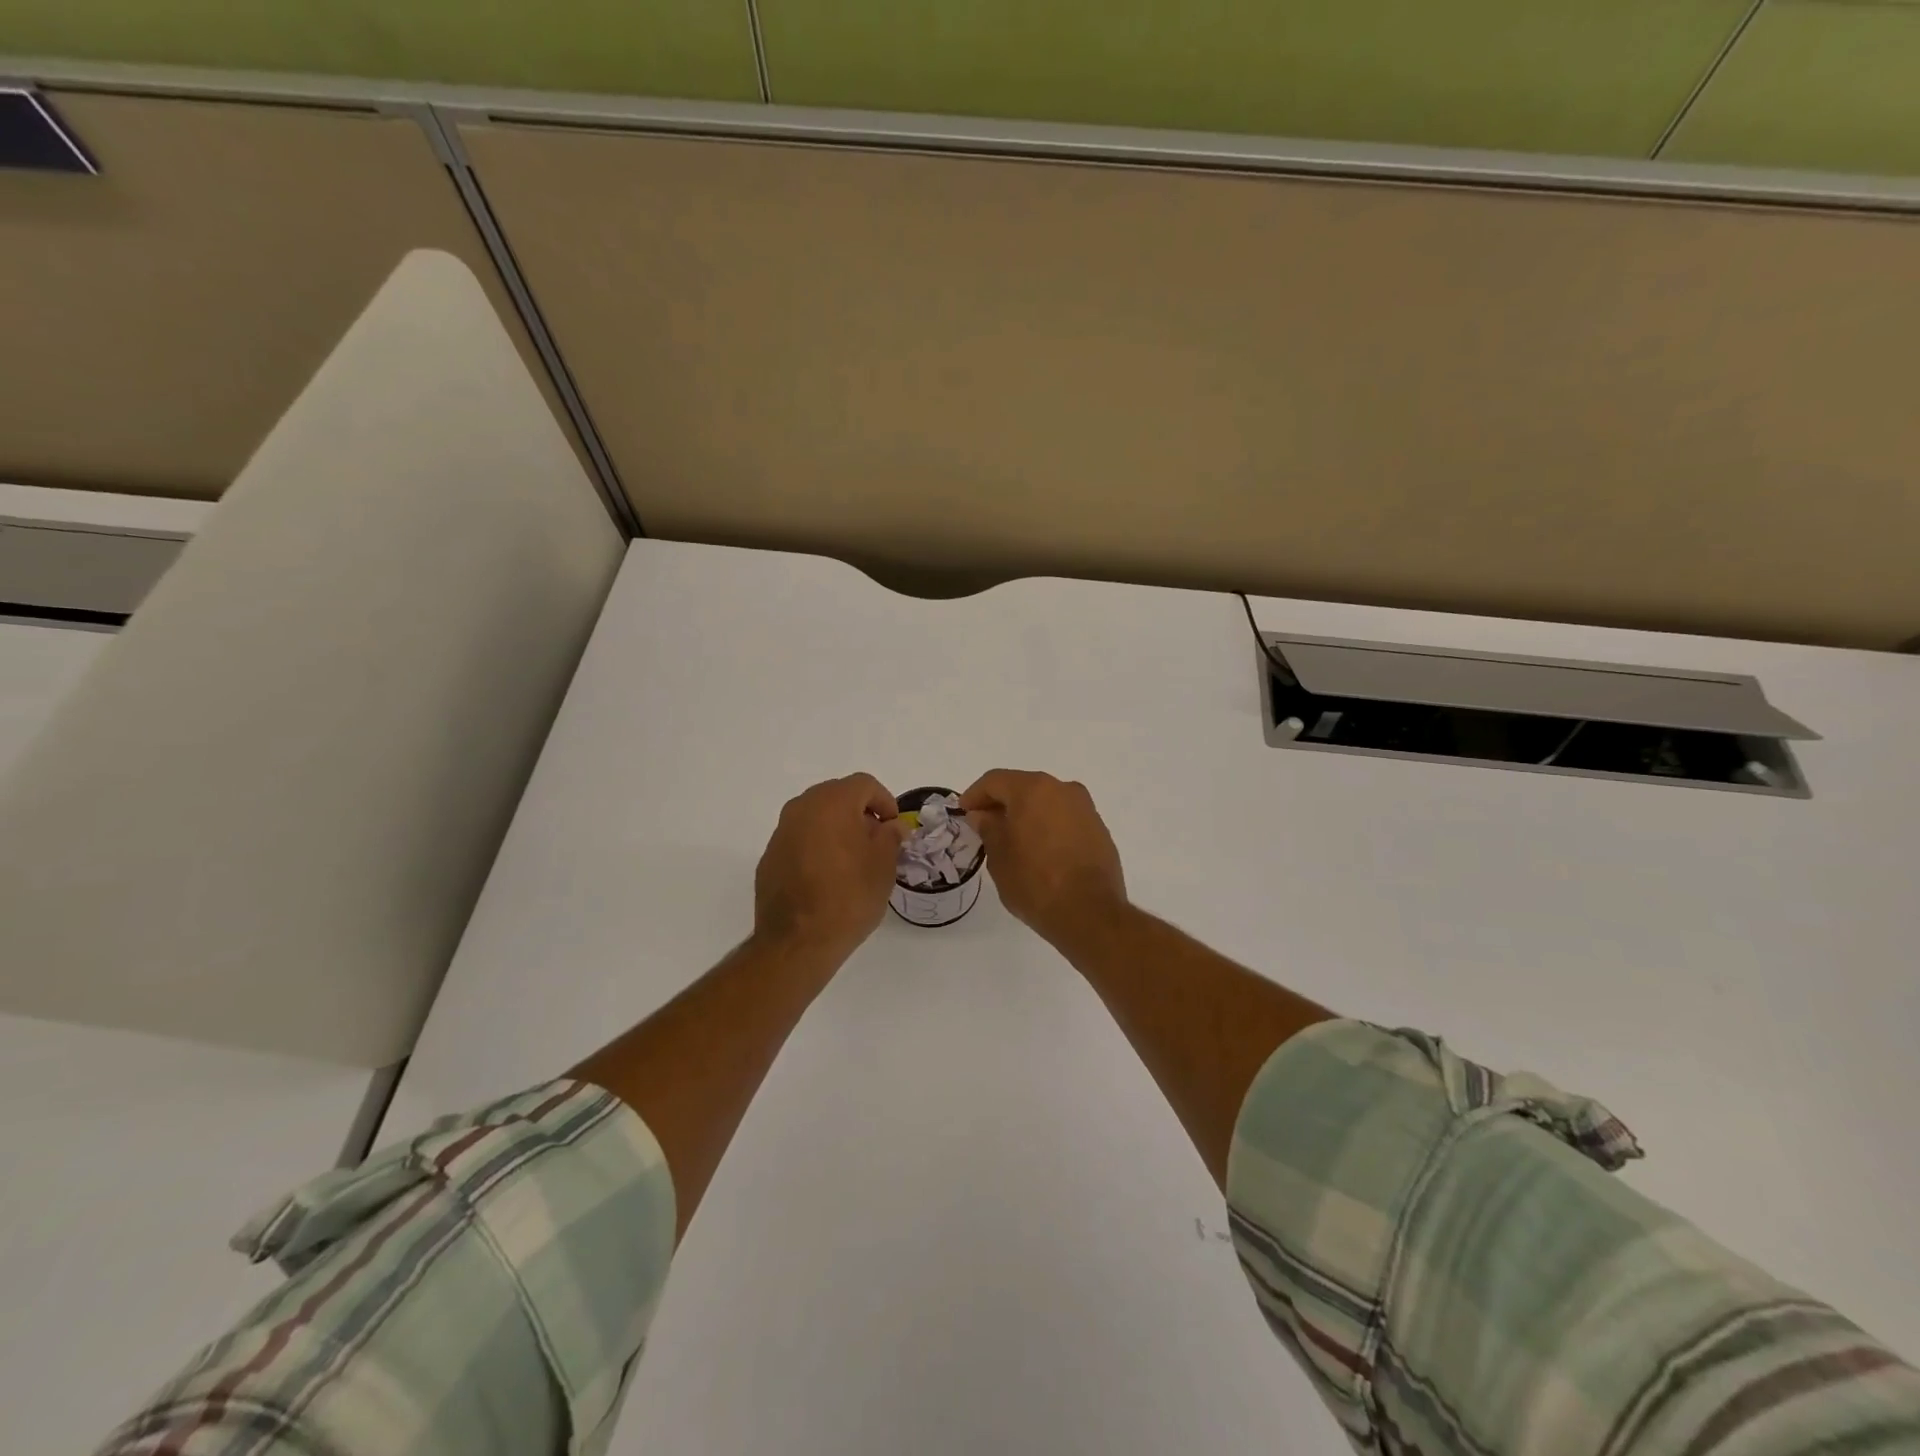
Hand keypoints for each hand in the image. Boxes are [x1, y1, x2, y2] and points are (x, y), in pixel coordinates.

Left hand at [754, 774, 908, 962]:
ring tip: (852, 859)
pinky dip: (816, 846)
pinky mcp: (769, 857)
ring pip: (815, 817)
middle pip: (836, 796)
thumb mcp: (883, 866)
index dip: (884, 801)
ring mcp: (781, 832)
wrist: (798, 941)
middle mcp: (801, 808)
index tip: (893, 826)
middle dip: (859, 812)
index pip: (864, 784)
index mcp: (832, 802)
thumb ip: (890, 837)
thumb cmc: (849, 897)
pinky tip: (826, 876)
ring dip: (836, 828)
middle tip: (876, 841)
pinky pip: (799, 839)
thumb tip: (891, 826)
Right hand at [959, 770, 1127, 948]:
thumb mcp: (999, 857)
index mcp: (1033, 790)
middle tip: (984, 825)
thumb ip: (988, 828)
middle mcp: (1063, 790)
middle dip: (1002, 803)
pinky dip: (1048, 827)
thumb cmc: (1034, 882)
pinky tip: (1040, 850)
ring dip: (1027, 815)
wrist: (1089, 913)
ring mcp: (1085, 809)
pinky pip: (1065, 819)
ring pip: (1047, 802)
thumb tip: (983, 815)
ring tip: (1012, 840)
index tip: (963, 813)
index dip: (975, 795)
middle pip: (1023, 787)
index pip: (995, 781)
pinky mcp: (1099, 830)